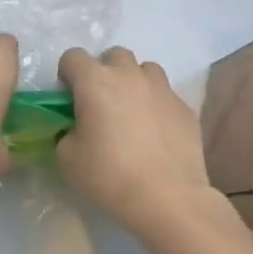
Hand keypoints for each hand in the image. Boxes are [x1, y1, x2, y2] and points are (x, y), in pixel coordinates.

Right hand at [55, 46, 215, 234]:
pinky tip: (156, 134)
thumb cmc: (109, 175)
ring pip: (145, 70)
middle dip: (105, 71)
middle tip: (102, 102)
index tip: (69, 98)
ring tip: (133, 112)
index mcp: (94, 81)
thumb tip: (76, 129)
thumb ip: (67, 133)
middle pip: (114, 55)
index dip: (67, 74)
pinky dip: (157, 106)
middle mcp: (129, 75)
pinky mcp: (185, 108)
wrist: (168, 198)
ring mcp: (162, 89)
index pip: (73, 56)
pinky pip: (166, 95)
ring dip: (135, 82)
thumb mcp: (68, 158)